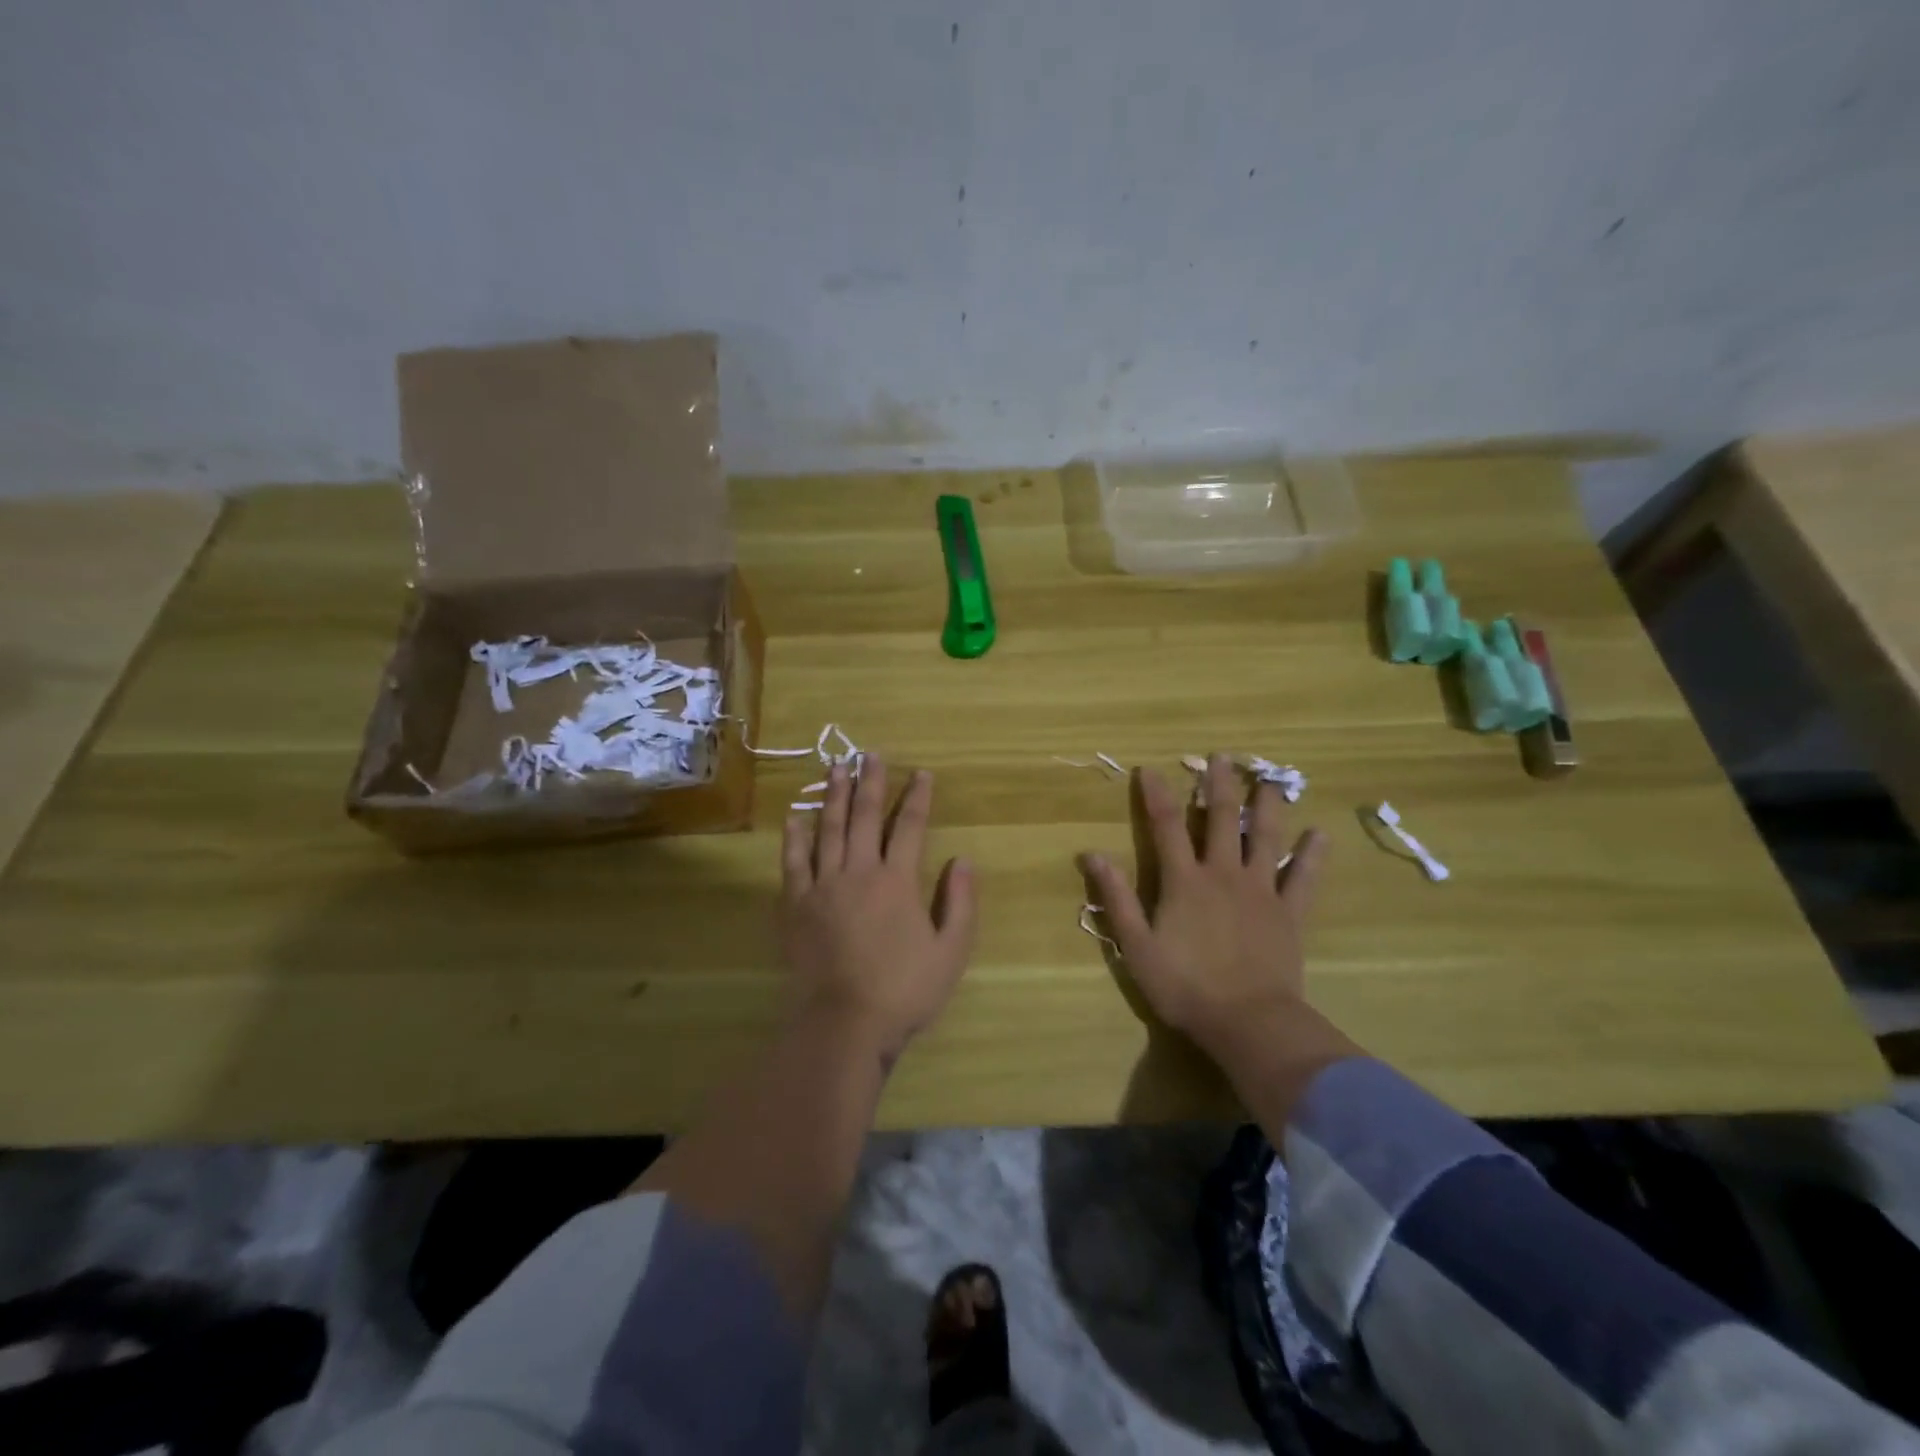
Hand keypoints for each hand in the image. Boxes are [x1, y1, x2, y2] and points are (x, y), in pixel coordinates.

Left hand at [779, 756, 977, 1063]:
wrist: (844, 1024)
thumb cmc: (904, 990)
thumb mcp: (951, 951)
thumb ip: (960, 903)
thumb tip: (963, 860)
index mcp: (898, 881)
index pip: (911, 826)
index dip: (918, 797)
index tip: (922, 773)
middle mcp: (859, 872)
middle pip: (865, 817)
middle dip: (870, 782)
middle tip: (870, 754)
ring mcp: (823, 886)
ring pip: (829, 829)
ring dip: (834, 796)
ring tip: (836, 767)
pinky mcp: (795, 905)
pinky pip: (793, 862)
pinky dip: (795, 836)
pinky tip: (797, 815)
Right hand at [1081, 753, 1329, 1062]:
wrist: (1247, 1022)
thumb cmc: (1185, 987)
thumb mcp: (1137, 946)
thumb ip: (1116, 898)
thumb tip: (1092, 854)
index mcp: (1184, 881)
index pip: (1165, 826)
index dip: (1156, 795)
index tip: (1151, 769)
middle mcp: (1223, 874)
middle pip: (1221, 820)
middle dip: (1219, 786)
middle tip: (1221, 757)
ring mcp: (1261, 891)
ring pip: (1265, 838)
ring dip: (1267, 806)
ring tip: (1270, 780)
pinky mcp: (1289, 913)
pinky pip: (1304, 879)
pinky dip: (1312, 856)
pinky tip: (1321, 834)